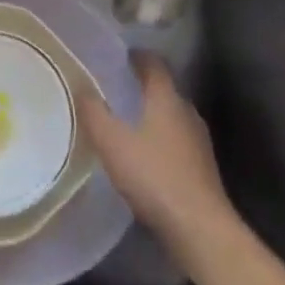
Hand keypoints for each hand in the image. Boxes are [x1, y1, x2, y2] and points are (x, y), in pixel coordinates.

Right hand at [79, 52, 236, 262]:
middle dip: (142, 87)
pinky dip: (161, 139)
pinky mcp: (202, 167)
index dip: (137, 56)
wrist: (200, 228)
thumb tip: (82, 86)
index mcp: (166, 98)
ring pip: (172, 116)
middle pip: (164, 89)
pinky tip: (145, 157)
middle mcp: (187, 111)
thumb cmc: (153, 176)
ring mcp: (199, 140)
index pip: (154, 64)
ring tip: (127, 123)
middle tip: (116, 90)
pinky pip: (177, 141)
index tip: (119, 56)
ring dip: (152, 115)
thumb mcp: (112, 143)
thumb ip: (94, 113)